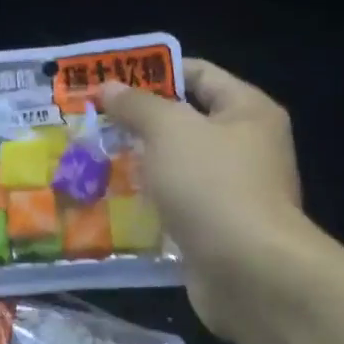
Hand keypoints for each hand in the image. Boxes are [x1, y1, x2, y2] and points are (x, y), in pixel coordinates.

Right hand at [101, 58, 303, 337]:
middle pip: (188, 122)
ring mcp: (235, 191)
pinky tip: (113, 204)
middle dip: (141, 122)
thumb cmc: (212, 184)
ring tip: (94, 160)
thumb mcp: (169, 130)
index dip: (156, 72)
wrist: (248, 271)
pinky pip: (179, 206)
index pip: (200, 74)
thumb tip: (110, 87)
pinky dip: (151, 204)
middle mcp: (248, 147)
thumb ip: (138, 105)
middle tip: (94, 122)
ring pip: (179, 167)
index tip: (111, 81)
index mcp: (249, 111)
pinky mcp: (219, 230)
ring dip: (142, 165)